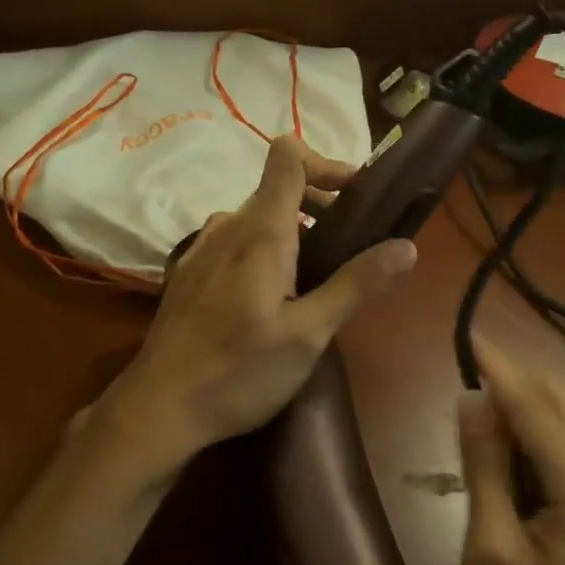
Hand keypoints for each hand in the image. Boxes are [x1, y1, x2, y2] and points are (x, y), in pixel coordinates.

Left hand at [79, 135, 417, 491]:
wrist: (158, 408)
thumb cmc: (238, 371)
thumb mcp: (308, 334)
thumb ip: (356, 285)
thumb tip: (407, 246)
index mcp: (259, 230)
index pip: (288, 156)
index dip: (327, 162)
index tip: (358, 196)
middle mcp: (228, 226)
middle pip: (279, 188)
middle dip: (322, 205)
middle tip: (353, 248)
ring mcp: (203, 248)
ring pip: (258, 218)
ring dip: (295, 231)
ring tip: (318, 277)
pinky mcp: (191, 272)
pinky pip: (237, 242)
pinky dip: (266, 250)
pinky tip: (274, 297)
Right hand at [458, 340, 564, 564]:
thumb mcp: (491, 552)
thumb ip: (484, 468)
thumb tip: (471, 399)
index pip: (534, 407)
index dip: (498, 369)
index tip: (467, 332)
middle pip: (559, 407)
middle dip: (512, 381)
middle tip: (463, 365)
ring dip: (522, 408)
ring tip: (474, 398)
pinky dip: (534, 437)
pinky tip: (503, 445)